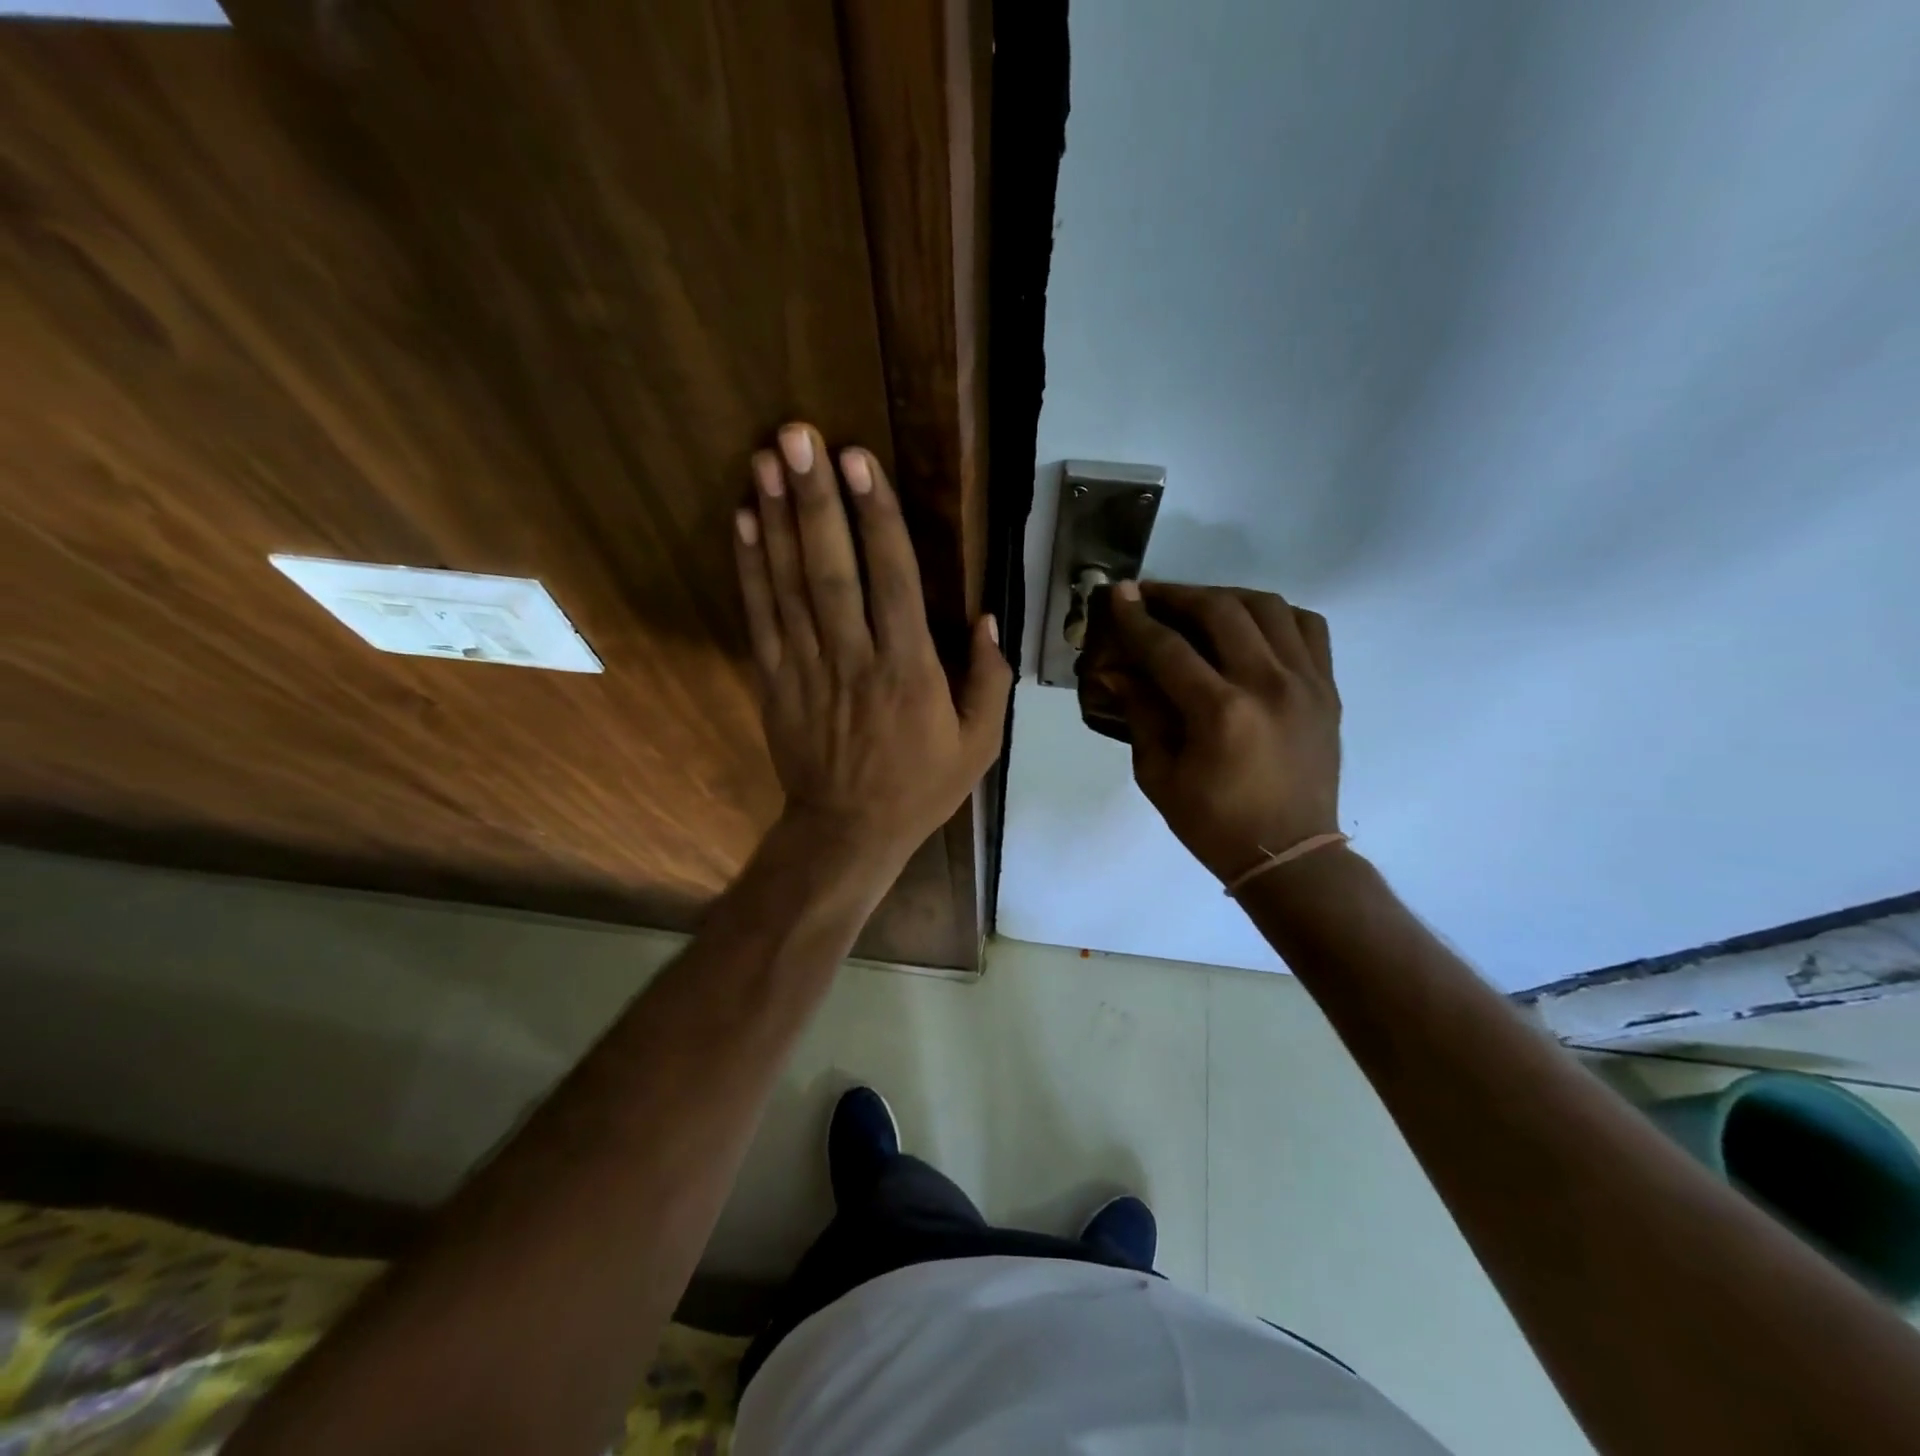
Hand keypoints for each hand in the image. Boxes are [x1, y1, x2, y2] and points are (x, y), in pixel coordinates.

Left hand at [734, 423, 1011, 870]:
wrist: (847, 831)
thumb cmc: (920, 786)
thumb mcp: (979, 744)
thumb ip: (989, 680)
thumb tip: (990, 618)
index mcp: (909, 671)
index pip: (892, 580)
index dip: (875, 517)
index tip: (859, 461)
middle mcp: (854, 659)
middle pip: (831, 569)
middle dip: (814, 499)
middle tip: (797, 435)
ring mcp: (806, 668)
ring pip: (788, 584)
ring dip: (775, 518)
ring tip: (766, 459)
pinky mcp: (774, 679)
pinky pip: (760, 616)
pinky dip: (749, 567)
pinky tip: (743, 521)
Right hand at [1105, 581, 1340, 884]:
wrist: (1289, 854)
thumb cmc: (1213, 823)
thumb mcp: (1158, 776)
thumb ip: (1141, 714)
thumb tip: (1118, 670)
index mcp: (1220, 712)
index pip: (1168, 647)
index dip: (1137, 618)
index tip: (1118, 594)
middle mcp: (1268, 684)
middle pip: (1221, 610)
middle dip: (1178, 595)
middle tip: (1151, 595)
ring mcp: (1306, 682)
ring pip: (1268, 607)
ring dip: (1226, 596)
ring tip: (1198, 605)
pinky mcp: (1327, 688)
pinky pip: (1308, 627)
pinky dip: (1274, 615)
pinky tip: (1251, 625)